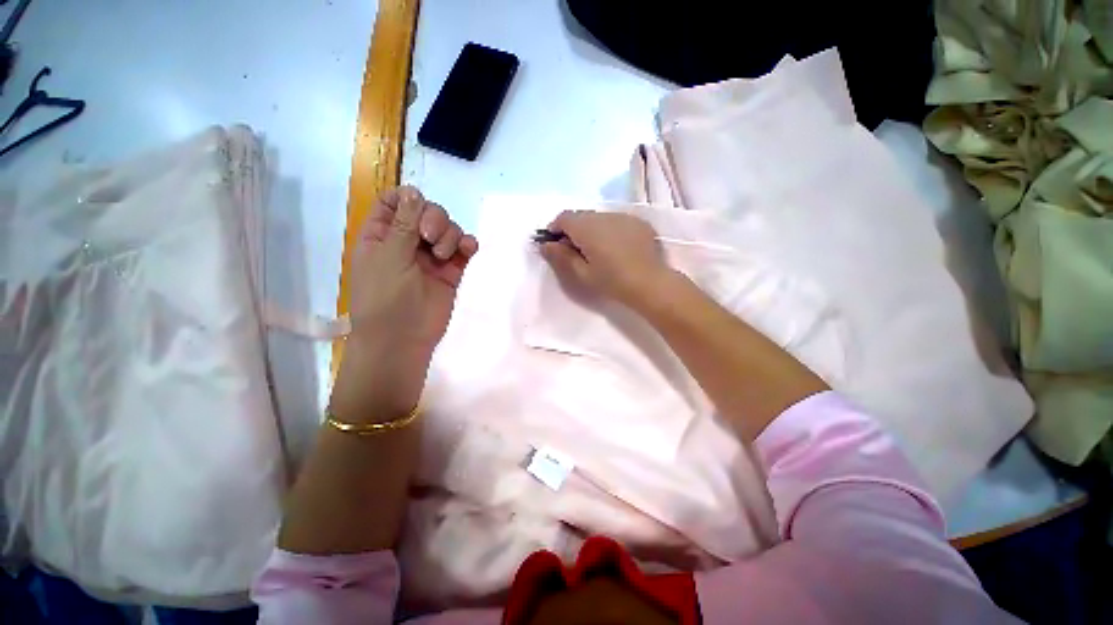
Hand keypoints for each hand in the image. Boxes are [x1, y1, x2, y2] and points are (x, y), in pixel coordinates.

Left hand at [331, 186, 477, 421]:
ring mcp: (431, 257)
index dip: (407, 199)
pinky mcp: (452, 270)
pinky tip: (468, 249)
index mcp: (383, 235)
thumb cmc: (385, 298)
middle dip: (434, 219)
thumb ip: (403, 224)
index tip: (418, 208)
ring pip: (447, 229)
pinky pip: (463, 249)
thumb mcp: (389, 257)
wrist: (403, 339)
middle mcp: (407, 242)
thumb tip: (412, 191)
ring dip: (450, 235)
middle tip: (431, 238)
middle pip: (426, 211)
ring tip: (445, 255)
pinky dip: (468, 244)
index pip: (394, 202)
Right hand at [539, 210, 673, 309]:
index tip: (555, 245)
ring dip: (592, 230)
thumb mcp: (581, 273)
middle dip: (573, 230)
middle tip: (575, 252)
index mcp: (587, 227)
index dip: (555, 229)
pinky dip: (609, 231)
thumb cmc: (612, 281)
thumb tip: (545, 244)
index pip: (563, 218)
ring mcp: (624, 216)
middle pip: (581, 216)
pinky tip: (616, 249)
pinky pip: (616, 222)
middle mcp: (604, 215)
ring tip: (597, 251)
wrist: (650, 283)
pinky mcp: (638, 222)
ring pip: (599, 218)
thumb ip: (561, 256)